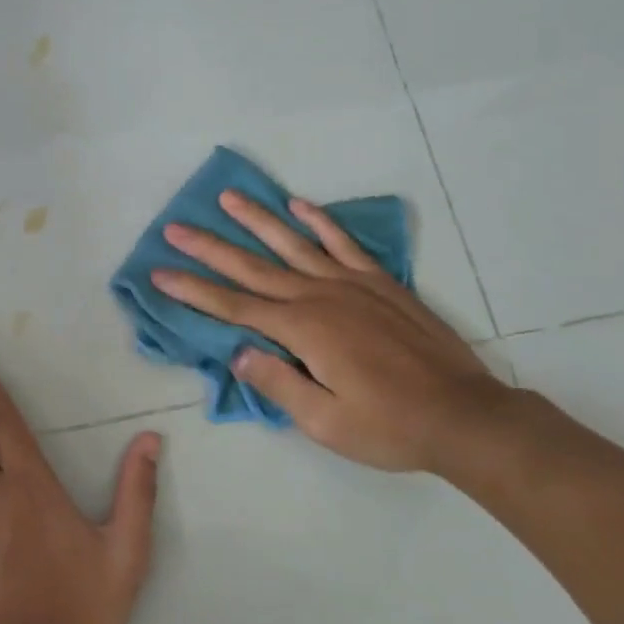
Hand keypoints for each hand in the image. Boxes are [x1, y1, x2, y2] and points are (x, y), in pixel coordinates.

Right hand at [151, 190, 512, 472]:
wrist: (464, 416)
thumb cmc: (388, 426)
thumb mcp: (324, 422)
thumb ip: (277, 382)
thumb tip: (237, 352)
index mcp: (301, 330)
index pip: (233, 306)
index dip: (193, 290)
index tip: (160, 273)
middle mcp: (319, 296)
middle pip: (253, 267)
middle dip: (210, 248)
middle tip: (175, 228)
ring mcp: (351, 284)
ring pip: (293, 244)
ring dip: (257, 220)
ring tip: (228, 197)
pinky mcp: (380, 283)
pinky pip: (343, 243)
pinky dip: (320, 222)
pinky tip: (299, 206)